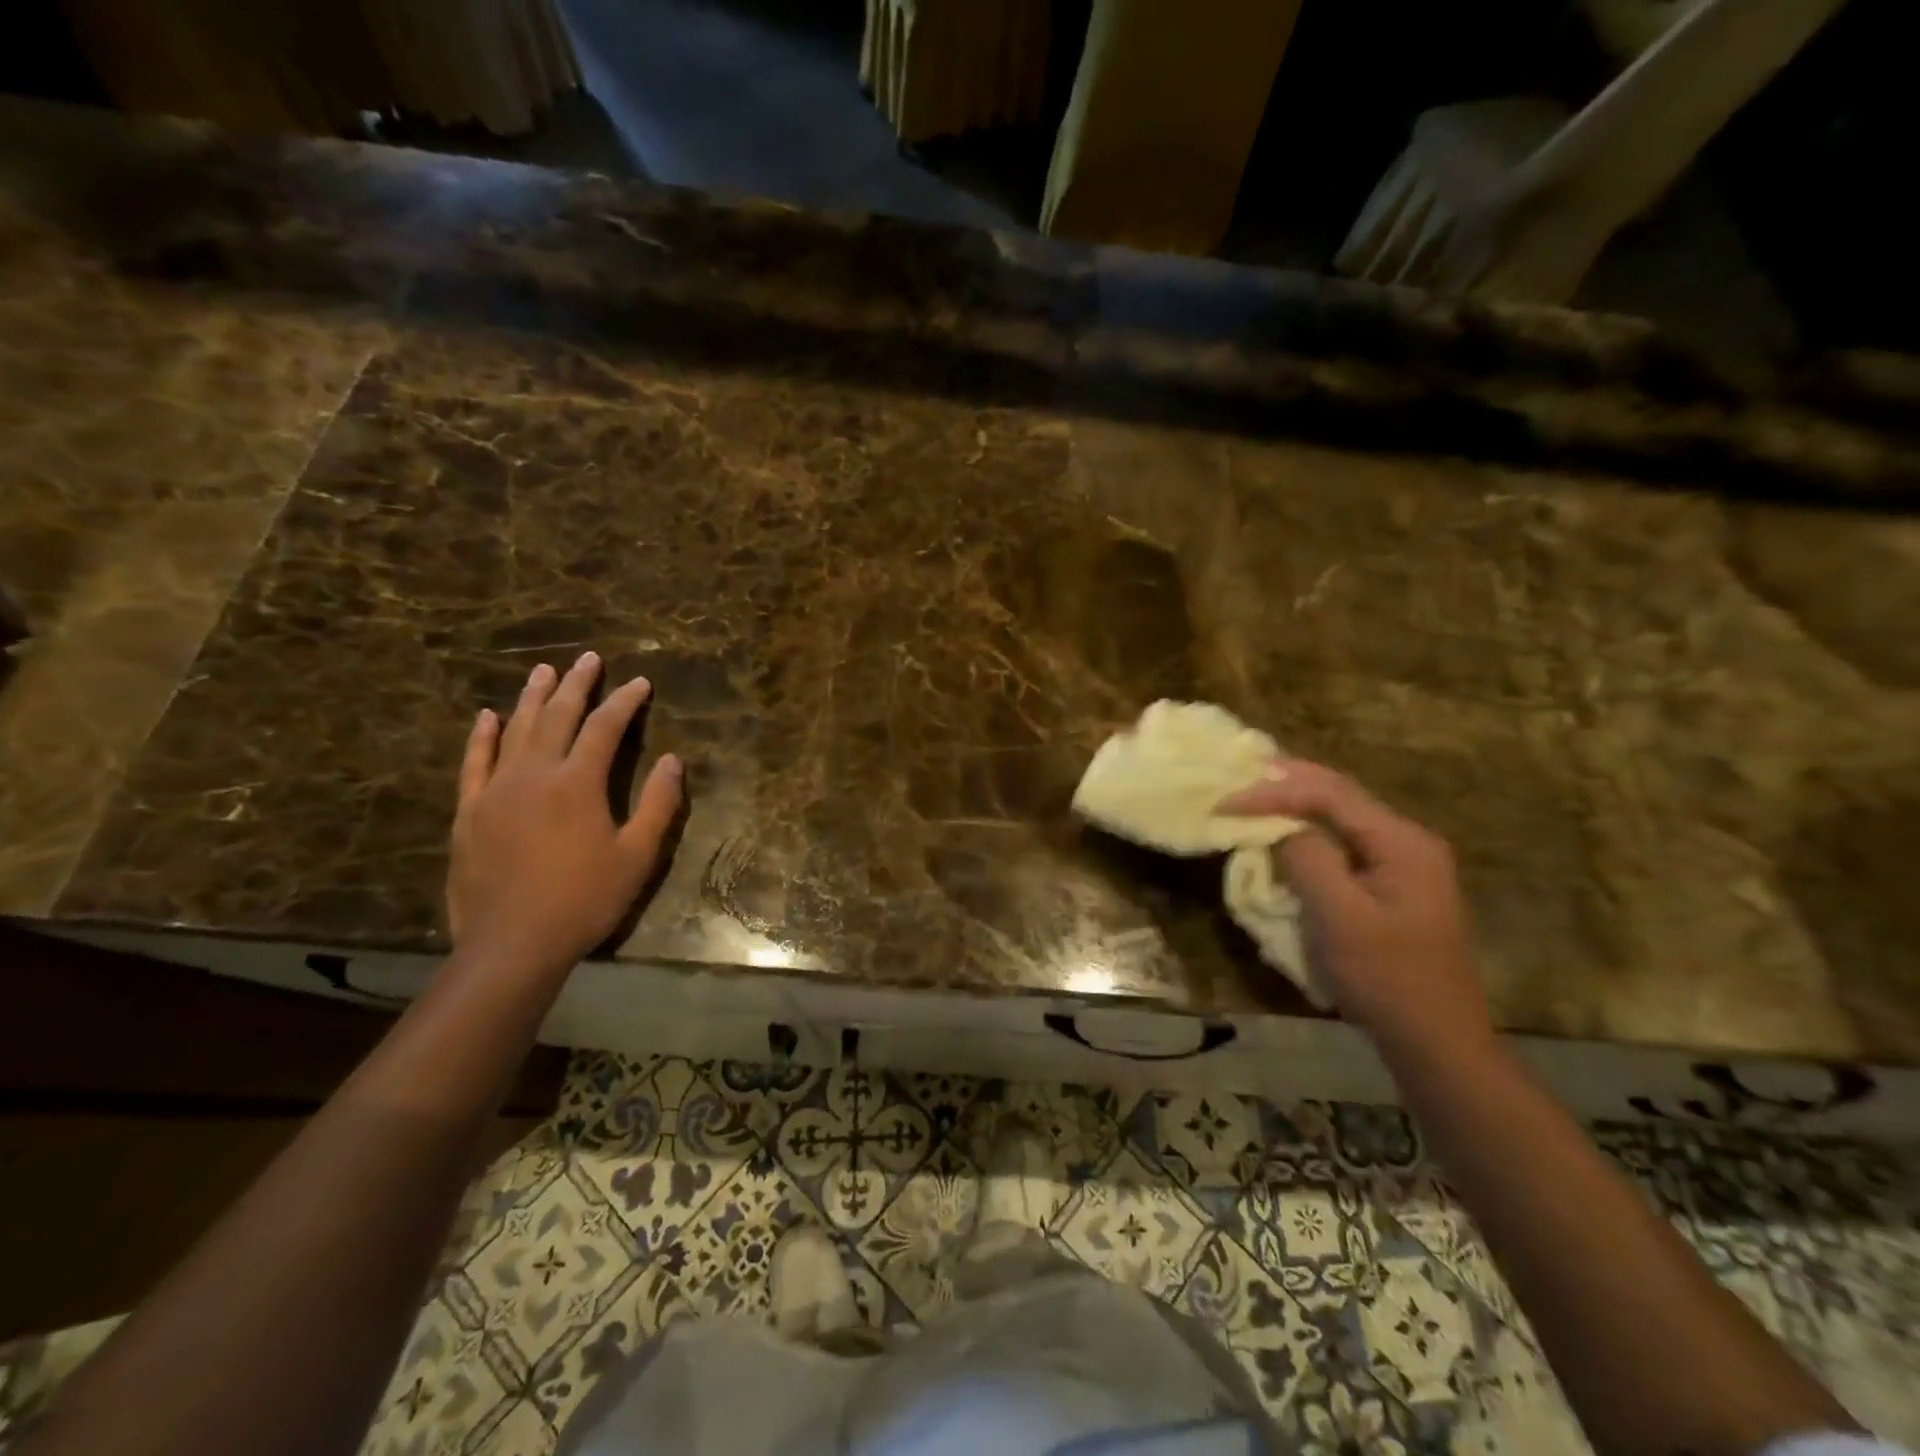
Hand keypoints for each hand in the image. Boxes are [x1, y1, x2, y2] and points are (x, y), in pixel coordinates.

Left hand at [448, 652, 683, 973]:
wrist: (512, 944)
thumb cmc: (585, 900)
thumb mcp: (637, 856)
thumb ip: (657, 804)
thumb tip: (673, 760)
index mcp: (578, 783)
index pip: (604, 727)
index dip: (624, 701)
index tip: (640, 682)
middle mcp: (534, 774)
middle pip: (558, 716)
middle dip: (577, 685)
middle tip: (589, 658)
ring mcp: (496, 791)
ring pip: (516, 730)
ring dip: (532, 698)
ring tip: (544, 671)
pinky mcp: (470, 812)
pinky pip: (475, 763)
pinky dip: (482, 737)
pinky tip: (487, 716)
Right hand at [1220, 761, 1491, 1058]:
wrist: (1436, 1044)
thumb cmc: (1387, 978)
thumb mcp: (1340, 916)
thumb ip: (1308, 858)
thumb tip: (1279, 827)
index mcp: (1402, 841)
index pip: (1330, 793)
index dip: (1273, 791)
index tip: (1226, 802)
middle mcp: (1406, 841)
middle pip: (1339, 794)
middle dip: (1285, 782)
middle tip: (1237, 775)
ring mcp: (1401, 864)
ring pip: (1339, 816)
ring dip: (1294, 803)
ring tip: (1252, 795)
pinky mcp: (1388, 886)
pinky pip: (1341, 842)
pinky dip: (1305, 831)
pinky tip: (1282, 833)